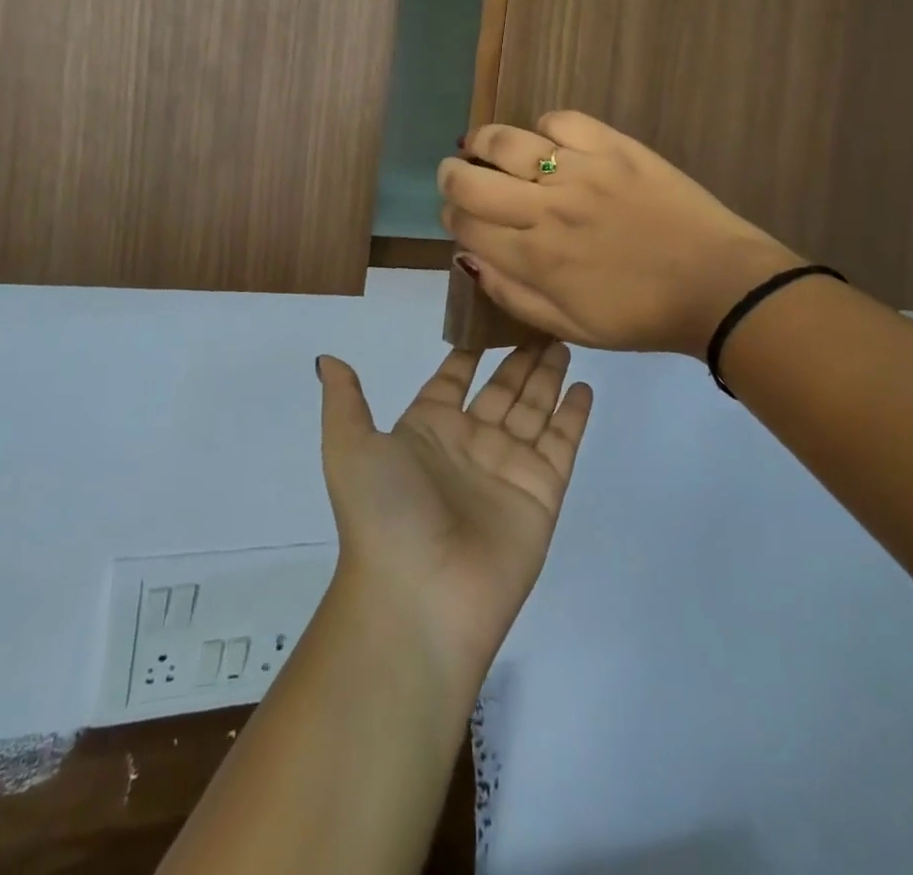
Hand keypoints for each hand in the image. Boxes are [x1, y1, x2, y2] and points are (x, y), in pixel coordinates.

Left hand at [316, 344, 591, 685]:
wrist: (419, 598)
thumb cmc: (384, 513)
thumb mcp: (349, 448)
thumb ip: (346, 400)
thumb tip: (327, 359)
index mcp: (427, 430)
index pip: (453, 379)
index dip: (469, 351)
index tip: (489, 314)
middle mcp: (469, 443)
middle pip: (501, 388)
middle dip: (519, 356)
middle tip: (540, 320)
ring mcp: (508, 467)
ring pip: (534, 407)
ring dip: (548, 375)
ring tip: (564, 340)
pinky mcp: (541, 491)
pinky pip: (561, 442)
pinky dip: (574, 414)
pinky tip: (585, 386)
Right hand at [438, 111, 803, 355]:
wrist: (717, 286)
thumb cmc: (640, 316)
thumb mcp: (569, 327)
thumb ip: (511, 295)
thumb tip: (468, 257)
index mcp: (534, 258)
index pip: (465, 224)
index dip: (450, 217)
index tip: (458, 217)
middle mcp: (546, 209)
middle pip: (470, 179)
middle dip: (451, 176)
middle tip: (456, 175)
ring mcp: (580, 171)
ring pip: (506, 141)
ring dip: (483, 142)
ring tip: (484, 146)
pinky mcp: (614, 147)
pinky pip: (561, 120)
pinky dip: (544, 127)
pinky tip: (548, 142)